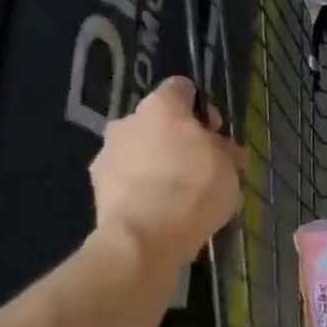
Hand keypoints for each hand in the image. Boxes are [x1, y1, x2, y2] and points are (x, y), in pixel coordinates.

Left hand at [90, 77, 244, 268]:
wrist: (146, 237)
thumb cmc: (195, 189)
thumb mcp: (229, 166)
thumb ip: (222, 149)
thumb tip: (218, 147)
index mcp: (162, 107)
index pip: (181, 88)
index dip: (201, 108)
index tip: (214, 133)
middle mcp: (128, 122)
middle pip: (157, 121)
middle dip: (177, 139)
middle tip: (201, 166)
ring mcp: (106, 154)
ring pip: (139, 151)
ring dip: (157, 163)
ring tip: (180, 193)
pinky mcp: (97, 187)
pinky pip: (127, 178)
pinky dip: (142, 187)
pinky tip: (161, 209)